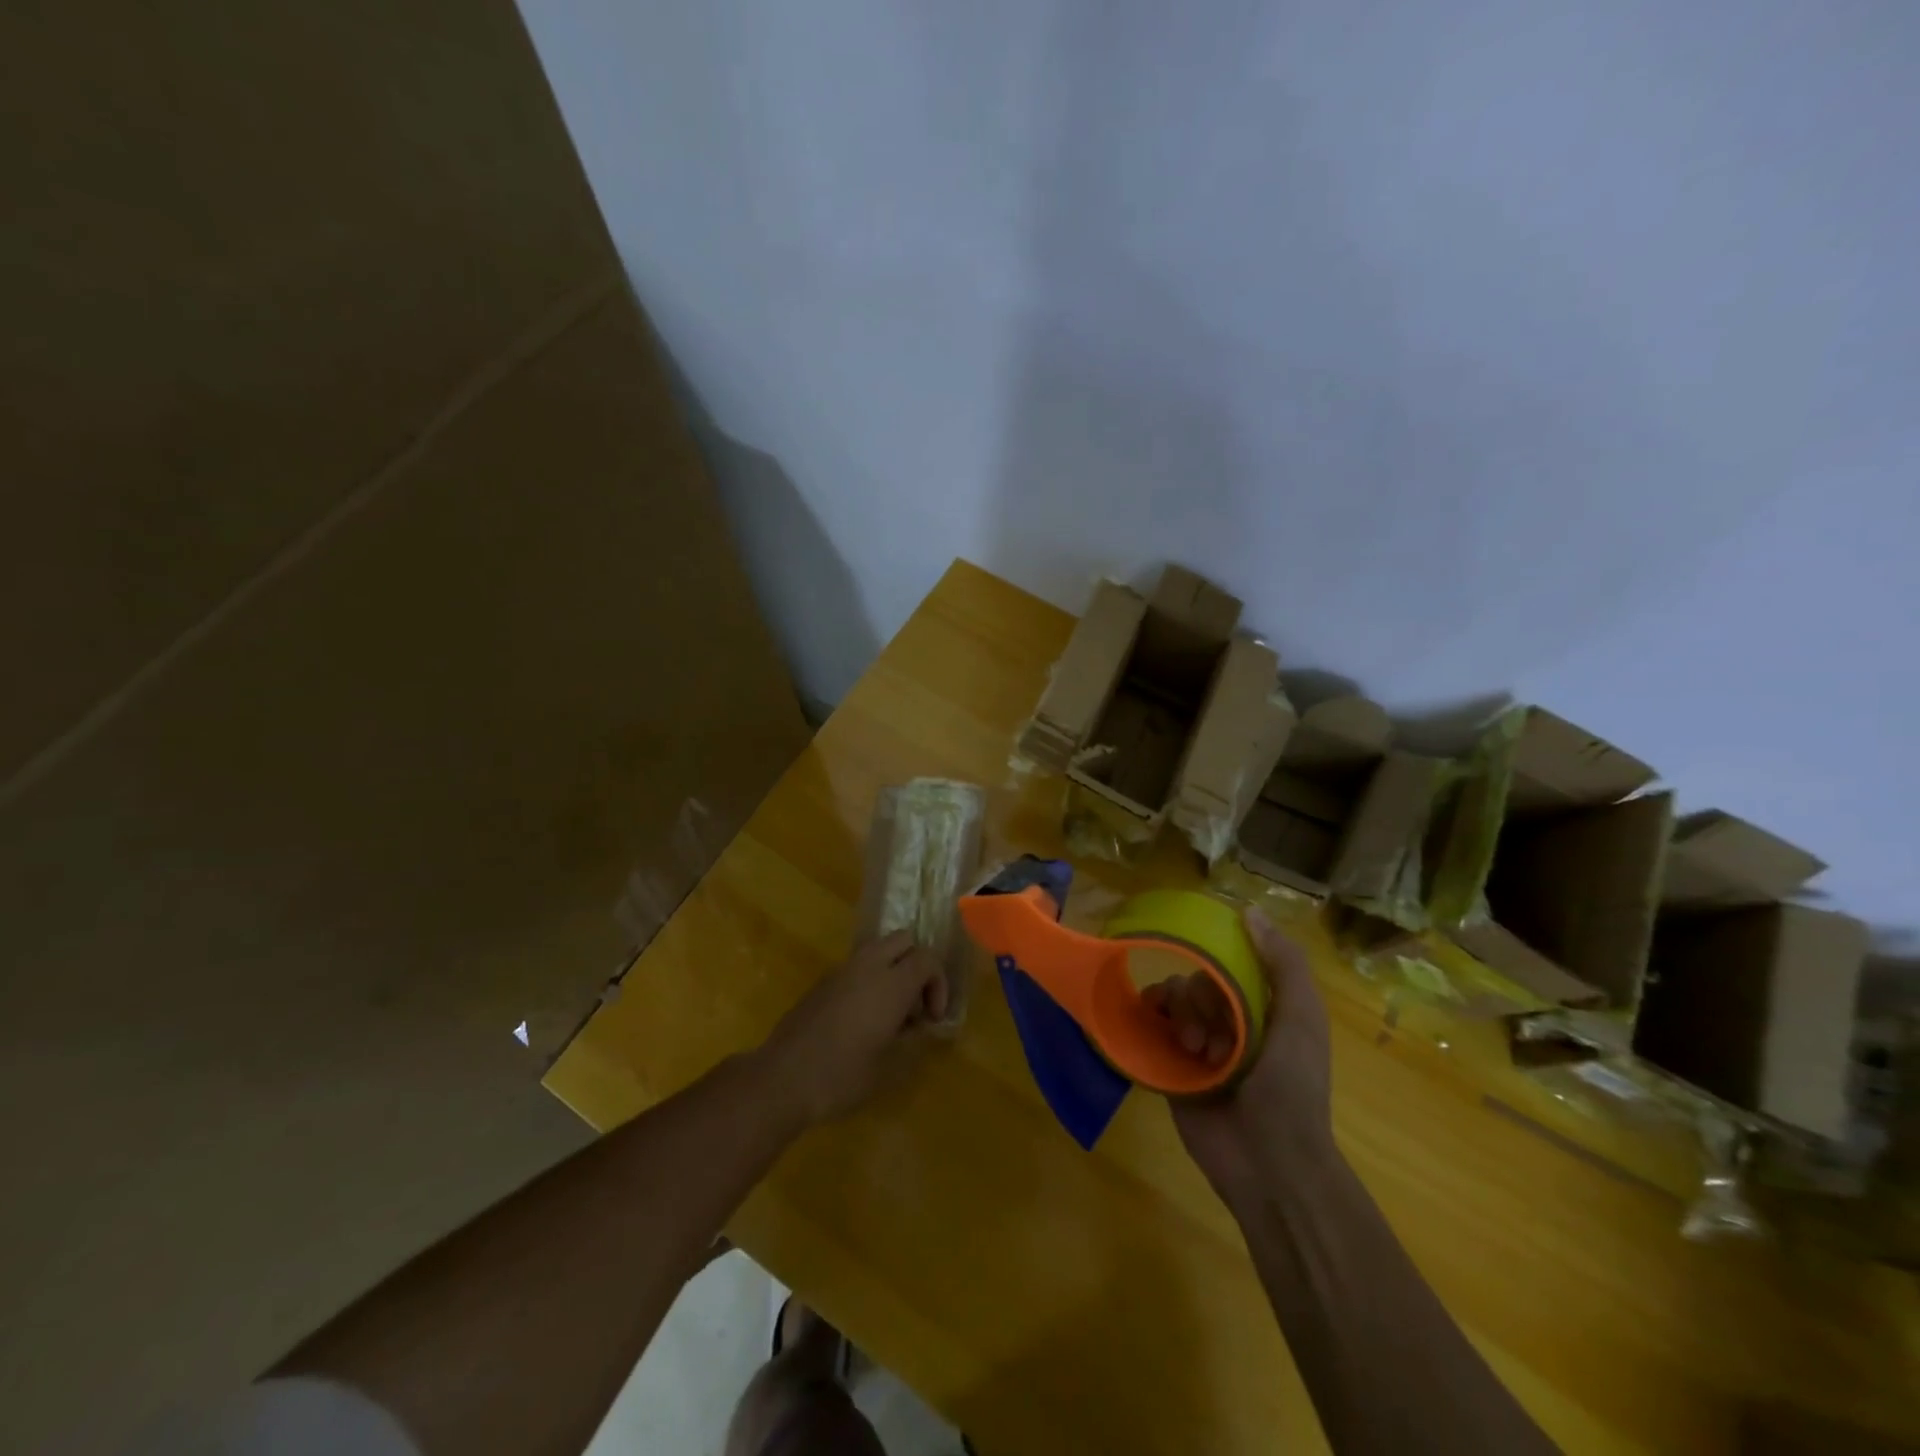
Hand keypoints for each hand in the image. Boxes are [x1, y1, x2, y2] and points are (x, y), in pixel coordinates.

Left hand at [758, 931, 948, 1125]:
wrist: (783, 1079)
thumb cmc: (843, 1075)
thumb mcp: (890, 1066)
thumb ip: (911, 1039)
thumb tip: (915, 1026)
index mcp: (891, 983)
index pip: (927, 958)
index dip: (938, 983)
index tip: (932, 1018)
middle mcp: (867, 966)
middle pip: (903, 940)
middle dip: (916, 965)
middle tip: (914, 1004)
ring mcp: (840, 971)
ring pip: (877, 950)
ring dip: (891, 970)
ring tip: (889, 1013)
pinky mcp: (821, 982)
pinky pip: (855, 968)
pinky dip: (868, 981)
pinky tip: (861, 1020)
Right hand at [1160, 908, 1336, 1205]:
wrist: (1270, 1163)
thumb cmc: (1293, 1087)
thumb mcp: (1302, 1018)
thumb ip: (1284, 963)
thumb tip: (1249, 911)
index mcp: (1263, 1008)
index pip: (1229, 963)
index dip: (1221, 964)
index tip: (1219, 973)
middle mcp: (1229, 1021)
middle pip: (1196, 979)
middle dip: (1202, 1001)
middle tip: (1215, 1039)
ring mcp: (1197, 1044)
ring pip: (1172, 999)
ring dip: (1183, 1018)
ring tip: (1198, 1054)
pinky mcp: (1170, 1066)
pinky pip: (1149, 1026)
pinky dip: (1152, 1024)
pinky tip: (1168, 1043)